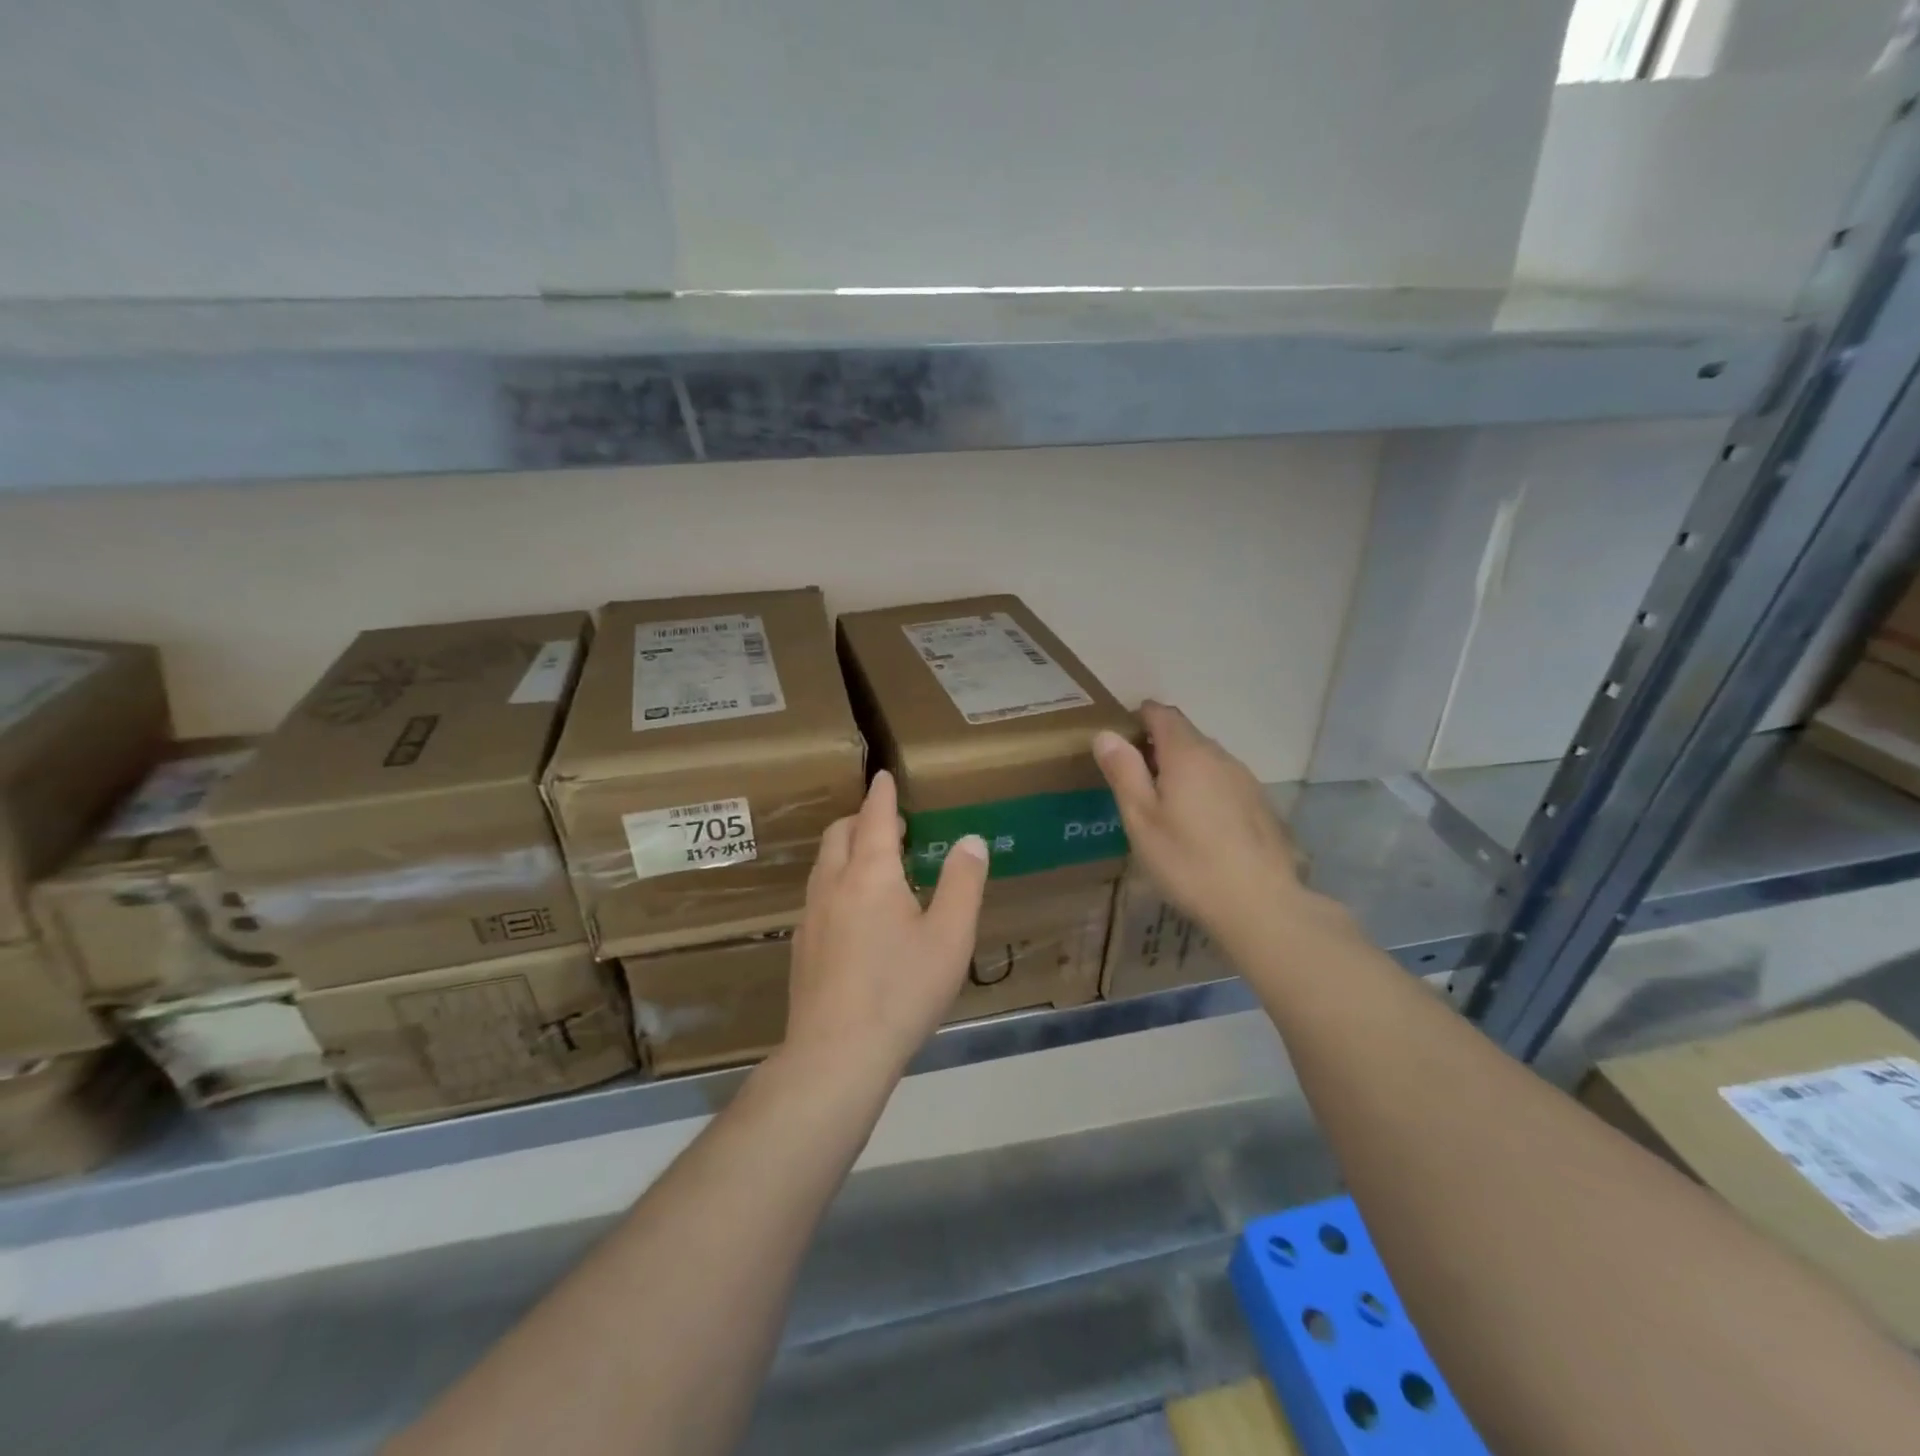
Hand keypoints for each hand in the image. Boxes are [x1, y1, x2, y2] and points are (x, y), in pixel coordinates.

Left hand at [784, 770, 989, 1079]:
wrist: (836, 1053)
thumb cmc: (902, 989)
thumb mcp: (950, 936)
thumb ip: (963, 883)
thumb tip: (970, 840)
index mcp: (871, 874)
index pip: (875, 817)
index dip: (882, 794)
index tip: (883, 776)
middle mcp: (834, 884)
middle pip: (840, 834)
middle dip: (861, 819)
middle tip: (887, 823)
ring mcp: (811, 916)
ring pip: (824, 864)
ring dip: (846, 849)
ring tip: (872, 862)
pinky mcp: (801, 946)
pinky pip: (817, 895)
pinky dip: (836, 882)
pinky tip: (852, 913)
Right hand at [1095, 701, 1314, 947]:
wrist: (1260, 904)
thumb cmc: (1188, 860)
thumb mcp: (1141, 819)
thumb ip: (1124, 772)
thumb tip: (1106, 734)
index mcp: (1187, 754)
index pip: (1162, 714)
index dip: (1140, 717)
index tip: (1121, 737)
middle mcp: (1220, 756)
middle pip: (1186, 735)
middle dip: (1159, 744)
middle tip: (1134, 775)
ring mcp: (1245, 780)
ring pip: (1207, 759)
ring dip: (1184, 768)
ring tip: (1164, 801)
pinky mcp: (1261, 804)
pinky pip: (1224, 781)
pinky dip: (1205, 788)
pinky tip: (1198, 823)